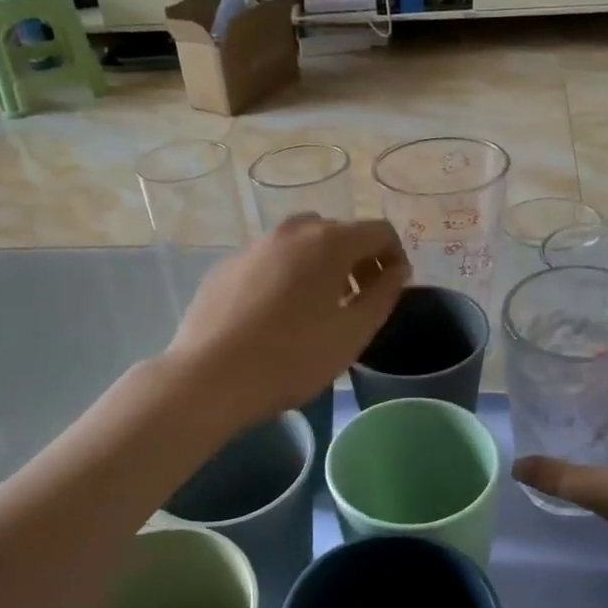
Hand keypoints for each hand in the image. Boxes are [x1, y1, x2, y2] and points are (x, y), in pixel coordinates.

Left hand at [167, 217, 409, 425]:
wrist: (210, 377)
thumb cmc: (293, 357)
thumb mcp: (353, 333)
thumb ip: (384, 295)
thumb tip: (397, 270)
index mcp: (329, 242)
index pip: (378, 230)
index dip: (394, 255)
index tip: (392, 287)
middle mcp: (291, 232)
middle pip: (337, 233)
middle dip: (357, 259)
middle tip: (357, 299)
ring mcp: (253, 246)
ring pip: (300, 244)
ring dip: (319, 266)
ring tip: (317, 308)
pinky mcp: (226, 267)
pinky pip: (268, 261)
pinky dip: (285, 276)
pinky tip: (275, 315)